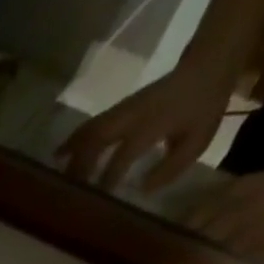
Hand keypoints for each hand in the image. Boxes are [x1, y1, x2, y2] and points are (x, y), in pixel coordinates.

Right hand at [56, 59, 238, 191]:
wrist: (208, 64)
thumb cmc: (205, 106)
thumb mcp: (198, 140)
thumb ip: (171, 167)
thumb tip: (142, 188)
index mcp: (151, 126)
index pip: (121, 158)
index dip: (107, 180)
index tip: (98, 200)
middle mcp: (131, 118)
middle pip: (96, 143)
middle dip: (80, 168)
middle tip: (68, 191)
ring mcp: (123, 110)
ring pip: (90, 132)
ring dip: (71, 153)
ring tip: (56, 173)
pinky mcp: (119, 107)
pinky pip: (91, 125)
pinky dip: (74, 139)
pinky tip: (60, 152)